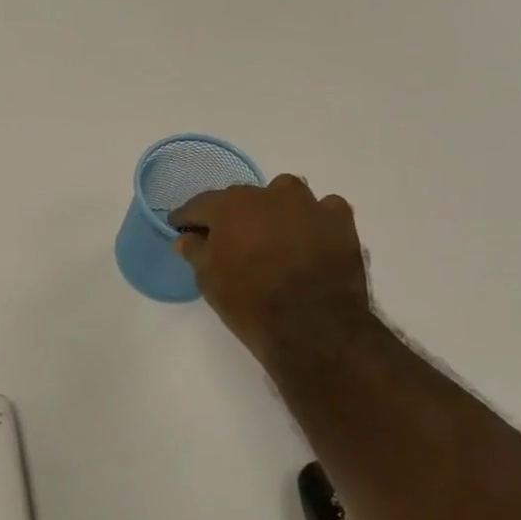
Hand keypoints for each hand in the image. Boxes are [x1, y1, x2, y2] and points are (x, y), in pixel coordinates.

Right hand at [173, 174, 373, 369]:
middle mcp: (268, 195)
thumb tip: (186, 237)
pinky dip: (313, 219)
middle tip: (227, 238)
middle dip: (231, 214)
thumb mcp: (208, 279)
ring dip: (274, 208)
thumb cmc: (249, 302)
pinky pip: (323, 208)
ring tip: (272, 233)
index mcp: (230, 206)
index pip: (200, 204)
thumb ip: (195, 251)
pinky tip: (309, 237)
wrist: (312, 326)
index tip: (180, 226)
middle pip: (241, 197)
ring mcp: (308, 204)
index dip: (188, 217)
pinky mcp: (340, 221)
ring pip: (284, 193)